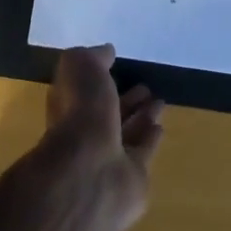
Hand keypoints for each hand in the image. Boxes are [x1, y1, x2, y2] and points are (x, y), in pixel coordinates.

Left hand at [33, 44, 164, 230]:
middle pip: (109, 113)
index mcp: (69, 106)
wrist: (92, 171)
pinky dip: (151, 139)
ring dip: (142, 117)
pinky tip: (161, 127)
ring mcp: (108, 158)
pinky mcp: (131, 178)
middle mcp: (86, 132)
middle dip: (127, 99)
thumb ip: (93, 57)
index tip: (120, 64)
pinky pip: (143, 153)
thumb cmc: (81, 113)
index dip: (102, 77)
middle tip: (147, 86)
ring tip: (159, 101)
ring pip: (128, 132)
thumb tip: (106, 51)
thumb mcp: (80, 67)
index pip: (85, 90)